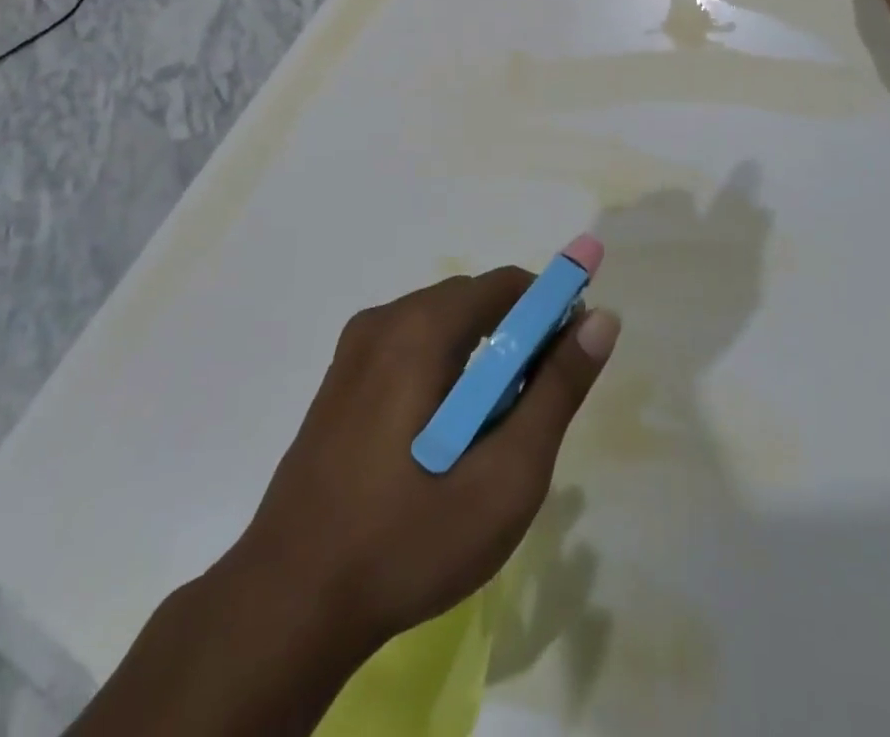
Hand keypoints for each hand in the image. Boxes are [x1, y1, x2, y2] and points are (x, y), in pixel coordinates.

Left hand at [230, 268, 619, 652]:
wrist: (287, 605)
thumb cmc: (408, 539)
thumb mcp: (506, 475)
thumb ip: (558, 390)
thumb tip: (602, 319)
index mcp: (420, 329)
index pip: (507, 284)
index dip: (551, 310)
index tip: (569, 361)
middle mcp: (384, 321)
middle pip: (473, 302)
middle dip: (516, 339)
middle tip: (532, 410)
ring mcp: (354, 351)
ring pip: (441, 326)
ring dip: (480, 359)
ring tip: (490, 433)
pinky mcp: (339, 382)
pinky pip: (409, 349)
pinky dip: (444, 370)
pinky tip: (441, 440)